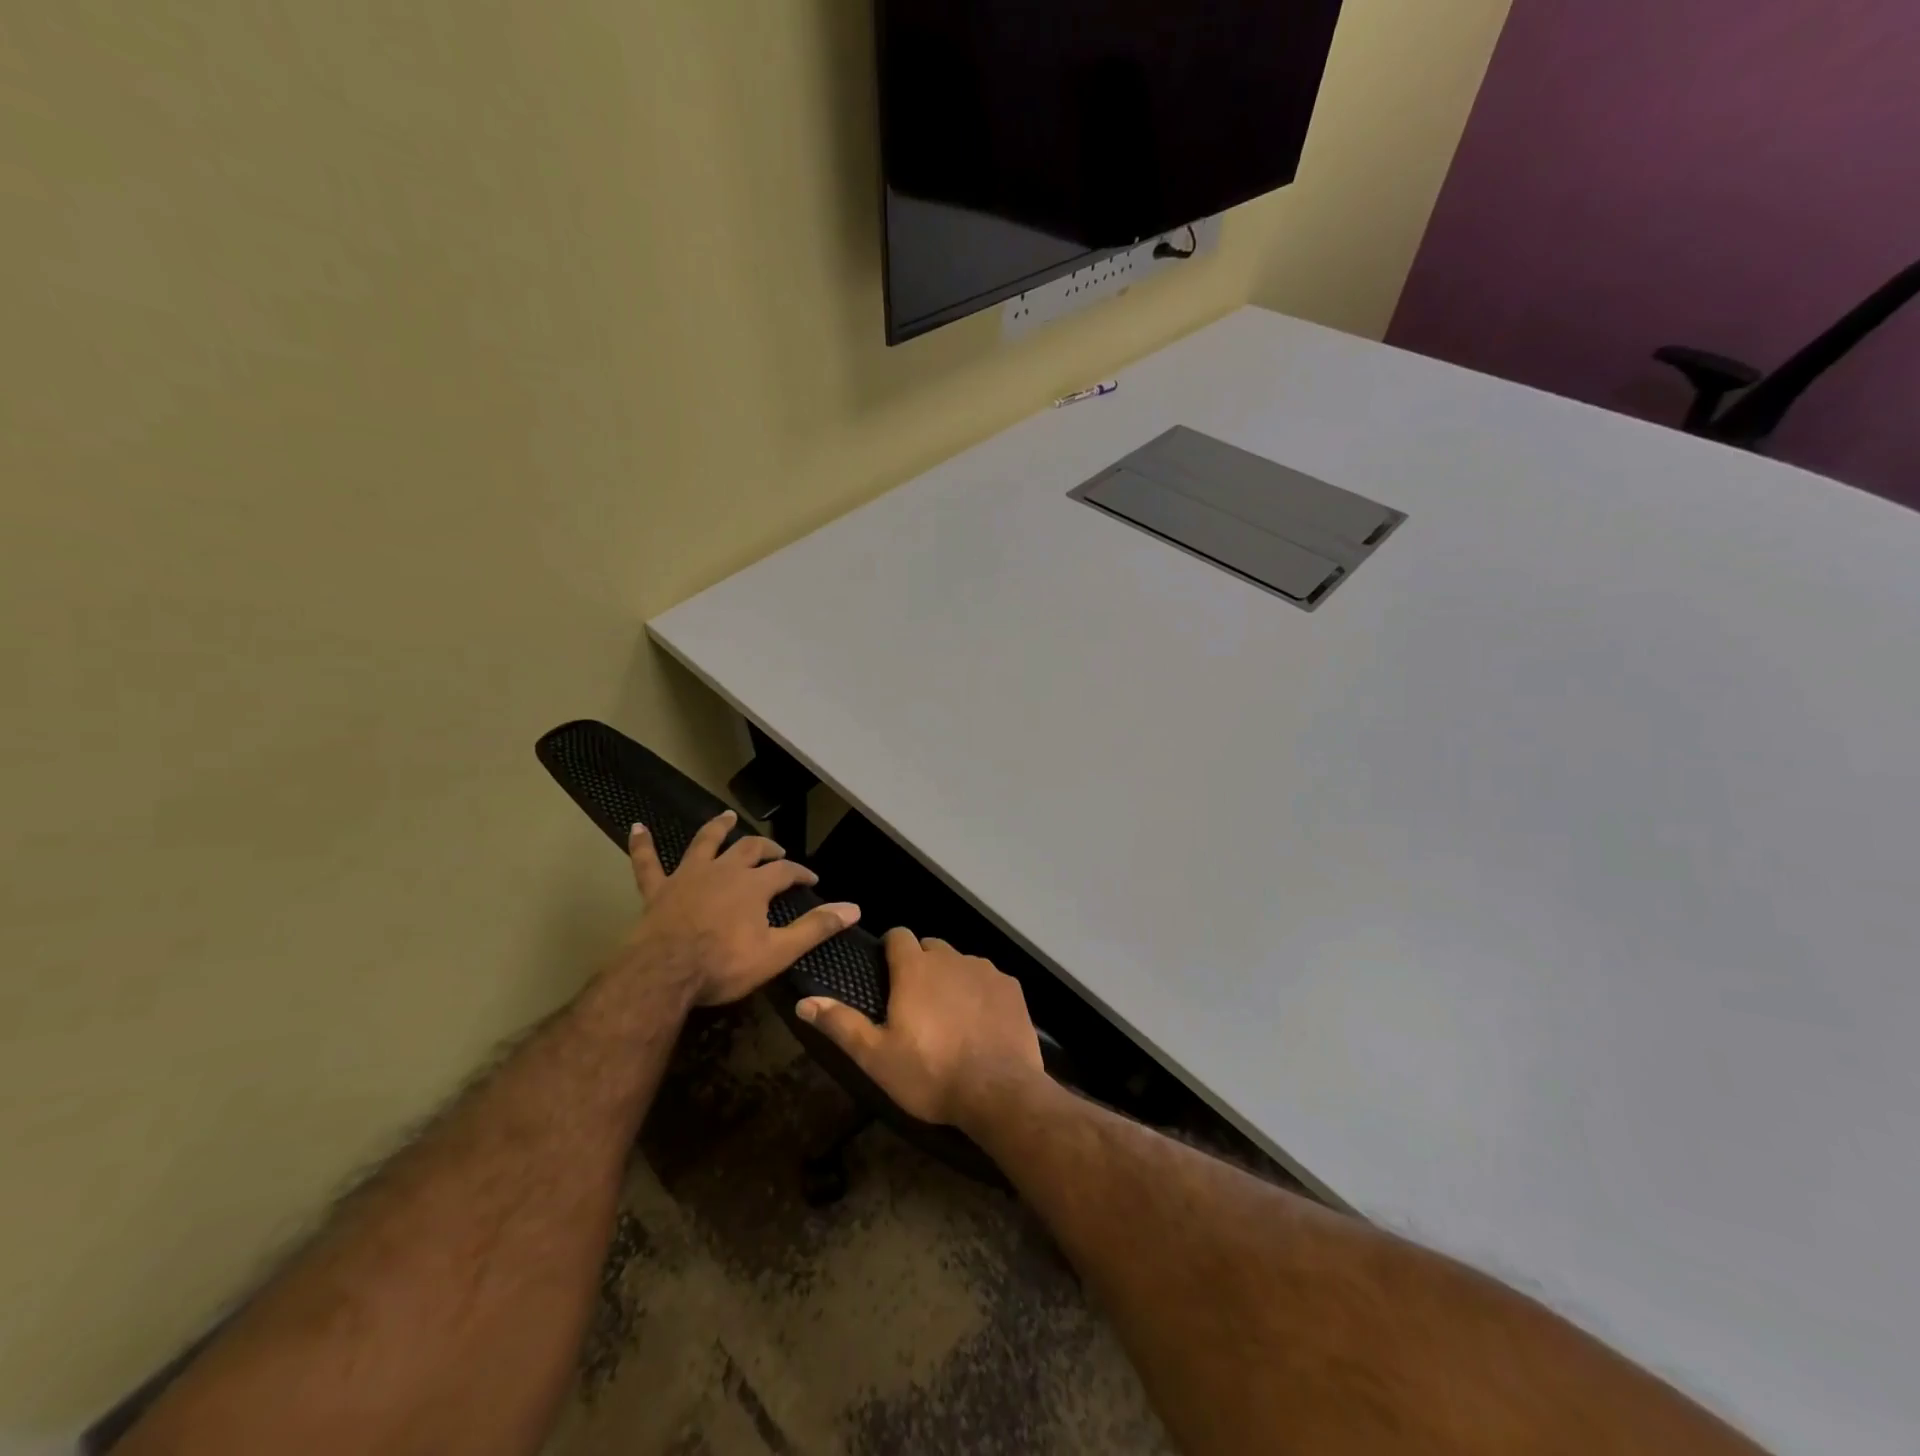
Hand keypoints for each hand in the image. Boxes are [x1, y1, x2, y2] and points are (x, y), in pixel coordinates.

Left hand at [623, 812, 859, 1006]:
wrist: (663, 974)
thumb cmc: (723, 965)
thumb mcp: (777, 952)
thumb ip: (815, 928)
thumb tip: (854, 908)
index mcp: (754, 885)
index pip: (785, 870)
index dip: (800, 873)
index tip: (812, 880)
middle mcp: (723, 870)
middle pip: (749, 849)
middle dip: (767, 848)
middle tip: (776, 852)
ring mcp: (688, 876)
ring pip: (705, 843)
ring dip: (717, 828)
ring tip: (726, 817)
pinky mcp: (657, 890)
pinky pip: (647, 863)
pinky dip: (642, 845)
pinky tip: (637, 827)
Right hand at [795, 928, 1043, 1125]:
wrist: (999, 1092)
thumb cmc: (930, 1073)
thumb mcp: (876, 1056)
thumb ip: (841, 1024)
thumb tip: (804, 1001)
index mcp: (915, 969)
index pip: (898, 936)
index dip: (890, 948)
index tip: (887, 971)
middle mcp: (951, 958)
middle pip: (931, 947)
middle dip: (921, 964)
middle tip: (915, 1001)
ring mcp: (985, 970)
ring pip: (961, 962)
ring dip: (952, 977)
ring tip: (950, 1014)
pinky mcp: (1012, 987)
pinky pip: (989, 979)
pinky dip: (981, 992)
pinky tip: (981, 1022)